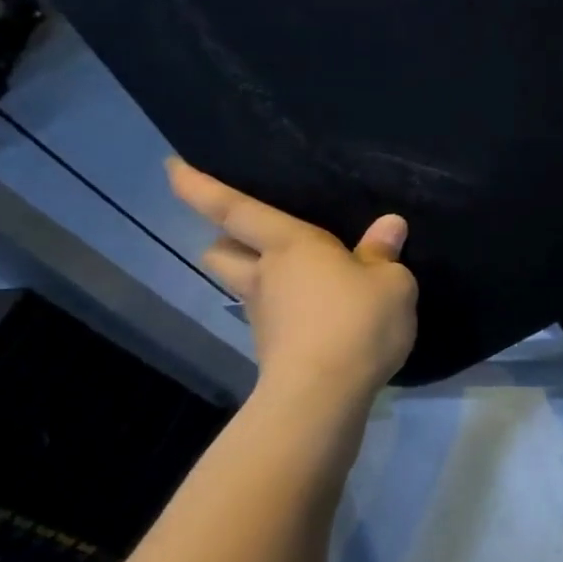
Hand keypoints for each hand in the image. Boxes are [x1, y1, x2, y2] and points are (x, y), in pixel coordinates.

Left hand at [167, 160, 417, 392]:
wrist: (324, 395)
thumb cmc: (356, 322)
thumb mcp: (391, 283)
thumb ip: (384, 254)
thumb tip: (389, 226)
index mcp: (290, 245)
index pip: (233, 208)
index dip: (199, 186)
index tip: (171, 167)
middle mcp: (266, 275)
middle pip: (222, 252)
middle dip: (228, 242)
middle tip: (256, 238)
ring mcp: (264, 315)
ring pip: (245, 286)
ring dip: (260, 278)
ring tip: (303, 280)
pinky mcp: (274, 349)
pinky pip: (276, 317)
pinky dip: (292, 312)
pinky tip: (326, 317)